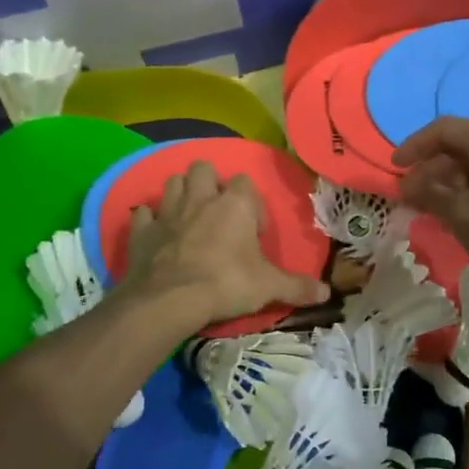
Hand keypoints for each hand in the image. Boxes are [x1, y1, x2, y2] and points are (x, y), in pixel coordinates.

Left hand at [125, 161, 330, 330]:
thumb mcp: (269, 287)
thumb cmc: (227, 284)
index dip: (250, 203)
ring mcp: (168, 212)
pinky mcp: (142, 230)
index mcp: (235, 204)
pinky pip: (143, 214)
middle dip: (210, 183)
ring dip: (180, 193)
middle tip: (217, 212)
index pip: (245, 183)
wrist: (171, 300)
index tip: (252, 230)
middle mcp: (201, 198)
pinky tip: (155, 232)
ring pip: (172, 182)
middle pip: (204, 169)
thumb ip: (297, 287)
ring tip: (188, 216)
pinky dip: (148, 220)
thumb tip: (326, 293)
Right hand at [393, 117, 468, 292]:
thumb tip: (409, 183)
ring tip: (440, 208)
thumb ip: (431, 194)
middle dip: (434, 168)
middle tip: (414, 195)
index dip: (414, 146)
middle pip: (463, 144)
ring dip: (455, 180)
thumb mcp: (462, 216)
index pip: (442, 129)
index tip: (395, 167)